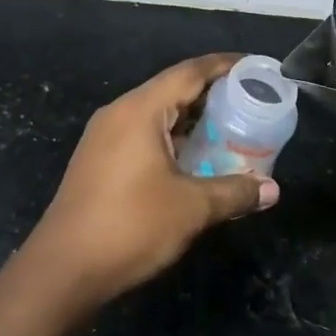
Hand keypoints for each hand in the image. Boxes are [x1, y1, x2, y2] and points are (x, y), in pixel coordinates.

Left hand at [24, 55, 278, 308]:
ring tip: (229, 128)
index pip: (189, 72)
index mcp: (140, 110)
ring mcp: (103, 137)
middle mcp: (119, 113)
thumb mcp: (191, 208)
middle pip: (171, 89)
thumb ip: (234, 192)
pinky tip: (193, 158)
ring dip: (191, 118)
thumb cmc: (130, 227)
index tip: (255, 67)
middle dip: (211, 93)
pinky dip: (172, 137)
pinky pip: (142, 133)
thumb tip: (272, 190)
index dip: (224, 65)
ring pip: (155, 114)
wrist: (63, 269)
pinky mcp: (98, 160)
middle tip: (250, 102)